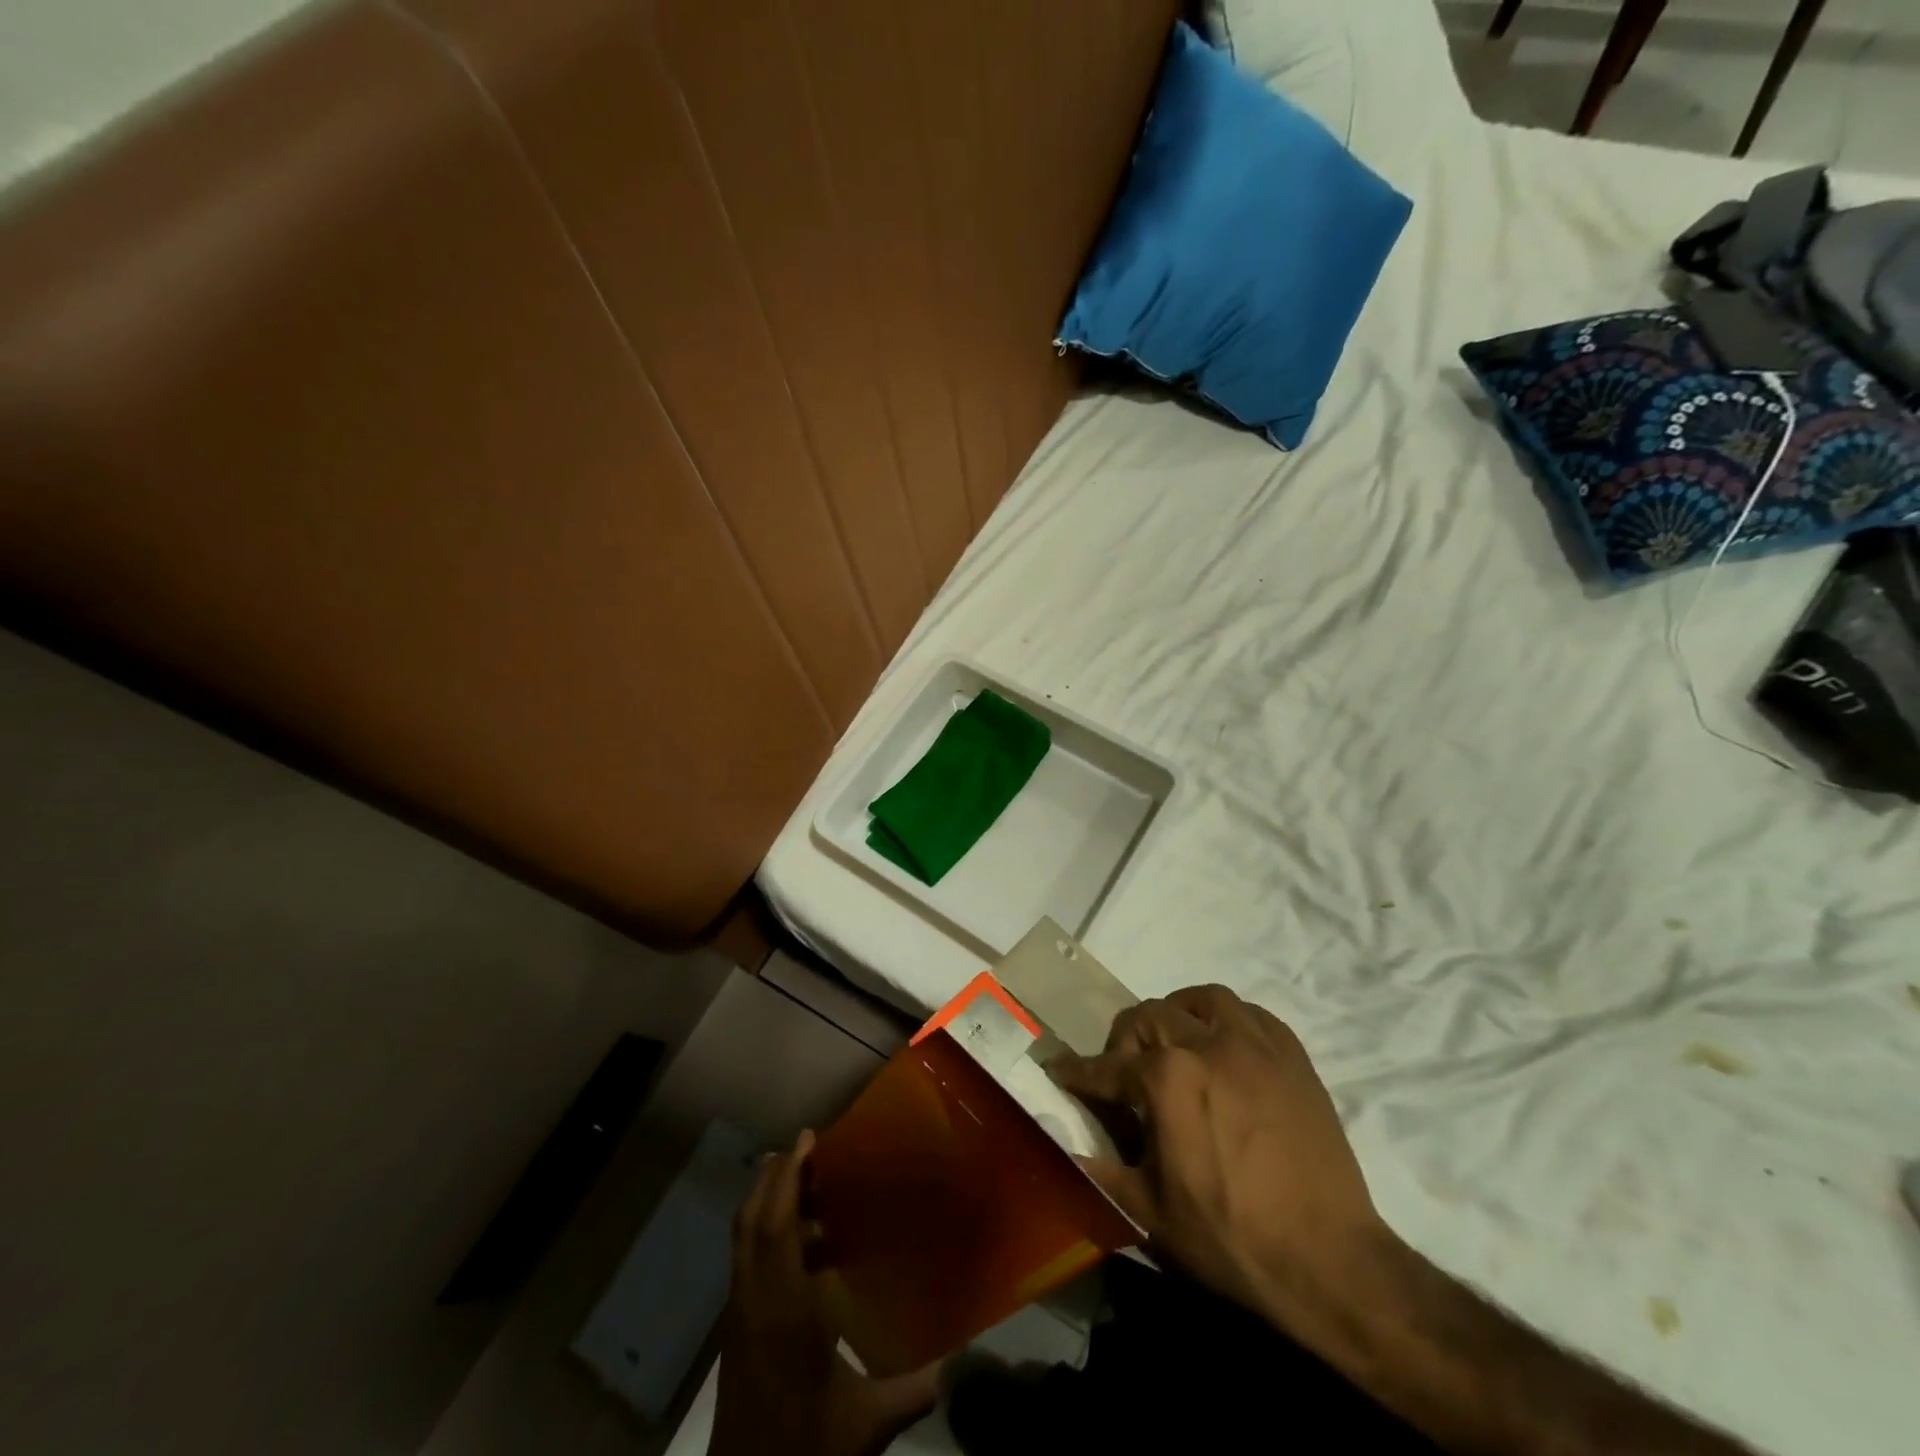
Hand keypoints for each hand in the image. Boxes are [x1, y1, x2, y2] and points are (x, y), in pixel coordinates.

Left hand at [709, 1130, 939, 1455]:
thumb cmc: (804, 1449)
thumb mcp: (866, 1424)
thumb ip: (916, 1387)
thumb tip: (963, 1359)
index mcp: (782, 1308)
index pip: (777, 1225)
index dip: (789, 1175)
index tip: (808, 1137)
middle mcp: (753, 1300)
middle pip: (753, 1220)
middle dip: (775, 1176)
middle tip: (808, 1149)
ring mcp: (739, 1315)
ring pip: (745, 1239)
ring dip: (770, 1203)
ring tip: (811, 1187)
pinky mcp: (736, 1332)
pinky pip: (748, 1262)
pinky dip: (768, 1235)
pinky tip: (806, 1250)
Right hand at [1048, 985, 1385, 1339]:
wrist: (1332, 1265)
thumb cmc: (1232, 1240)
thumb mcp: (1150, 1215)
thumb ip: (1096, 1173)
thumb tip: (1054, 1150)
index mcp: (1167, 1079)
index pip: (1106, 1067)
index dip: (1077, 1072)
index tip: (1058, 1069)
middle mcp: (1207, 1044)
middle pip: (1149, 1017)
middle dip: (1124, 1040)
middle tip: (1122, 1072)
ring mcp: (1255, 1046)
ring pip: (1203, 999)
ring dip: (1179, 1013)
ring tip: (1175, 1043)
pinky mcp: (1293, 1058)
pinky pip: (1252, 1014)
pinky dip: (1228, 1020)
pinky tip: (1226, 1047)